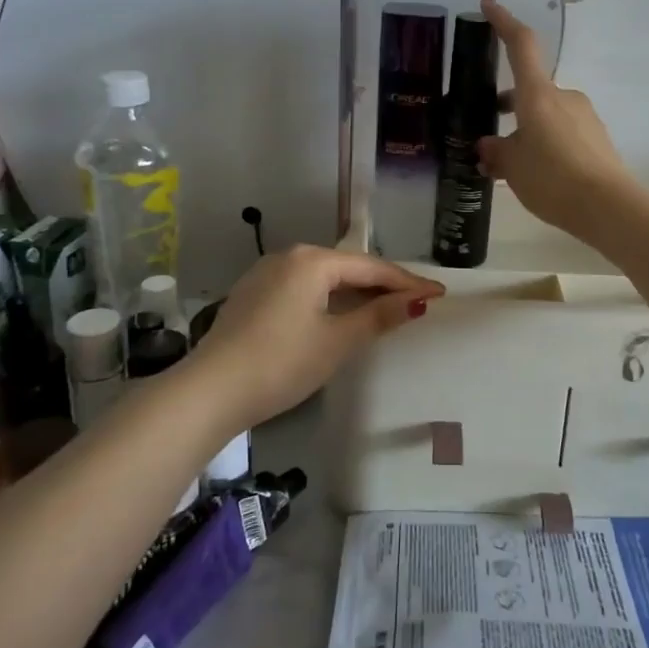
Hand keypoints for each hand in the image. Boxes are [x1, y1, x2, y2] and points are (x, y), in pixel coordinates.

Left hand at [191, 246, 442, 432]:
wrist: (209, 391)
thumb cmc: (282, 363)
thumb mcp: (337, 341)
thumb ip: (379, 316)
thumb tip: (418, 301)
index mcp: (312, 260)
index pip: (371, 267)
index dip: (407, 282)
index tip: (438, 294)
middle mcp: (289, 256)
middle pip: (347, 268)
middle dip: (382, 284)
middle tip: (416, 301)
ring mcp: (265, 274)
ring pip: (323, 277)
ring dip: (354, 292)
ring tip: (384, 307)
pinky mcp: (251, 294)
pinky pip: (302, 288)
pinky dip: (327, 298)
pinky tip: (337, 314)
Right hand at [476, 0, 636, 237]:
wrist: (609, 206)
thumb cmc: (552, 178)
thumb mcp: (512, 167)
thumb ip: (496, 152)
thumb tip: (488, 146)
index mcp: (538, 94)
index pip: (521, 45)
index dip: (503, 22)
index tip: (488, 5)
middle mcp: (563, 97)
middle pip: (530, 89)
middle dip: (508, 106)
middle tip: (488, 133)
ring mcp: (584, 116)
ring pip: (545, 114)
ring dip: (526, 130)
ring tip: (509, 165)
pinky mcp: (597, 138)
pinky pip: (562, 132)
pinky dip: (545, 143)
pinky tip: (537, 174)